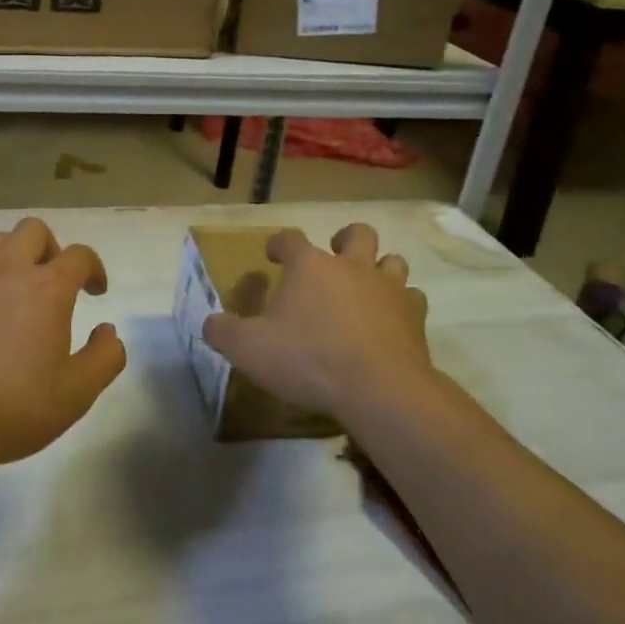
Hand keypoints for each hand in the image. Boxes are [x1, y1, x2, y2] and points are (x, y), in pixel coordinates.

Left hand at [0, 217, 125, 469]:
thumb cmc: (11, 408)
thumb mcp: (76, 394)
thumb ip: (105, 358)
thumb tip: (108, 331)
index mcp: (48, 289)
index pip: (80, 255)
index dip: (94, 269)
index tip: (95, 292)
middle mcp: (8, 270)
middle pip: (34, 230)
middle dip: (51, 249)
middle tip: (54, 283)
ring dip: (12, 256)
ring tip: (14, 290)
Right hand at [203, 223, 430, 423]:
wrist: (378, 389)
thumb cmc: (307, 359)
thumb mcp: (248, 348)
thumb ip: (223, 331)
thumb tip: (210, 322)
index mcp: (310, 266)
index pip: (290, 238)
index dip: (279, 244)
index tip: (272, 255)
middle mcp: (352, 267)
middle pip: (357, 234)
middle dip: (345, 239)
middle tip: (334, 256)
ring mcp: (388, 289)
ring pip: (392, 261)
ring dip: (380, 268)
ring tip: (366, 287)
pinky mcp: (414, 318)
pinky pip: (412, 299)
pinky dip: (402, 305)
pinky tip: (391, 322)